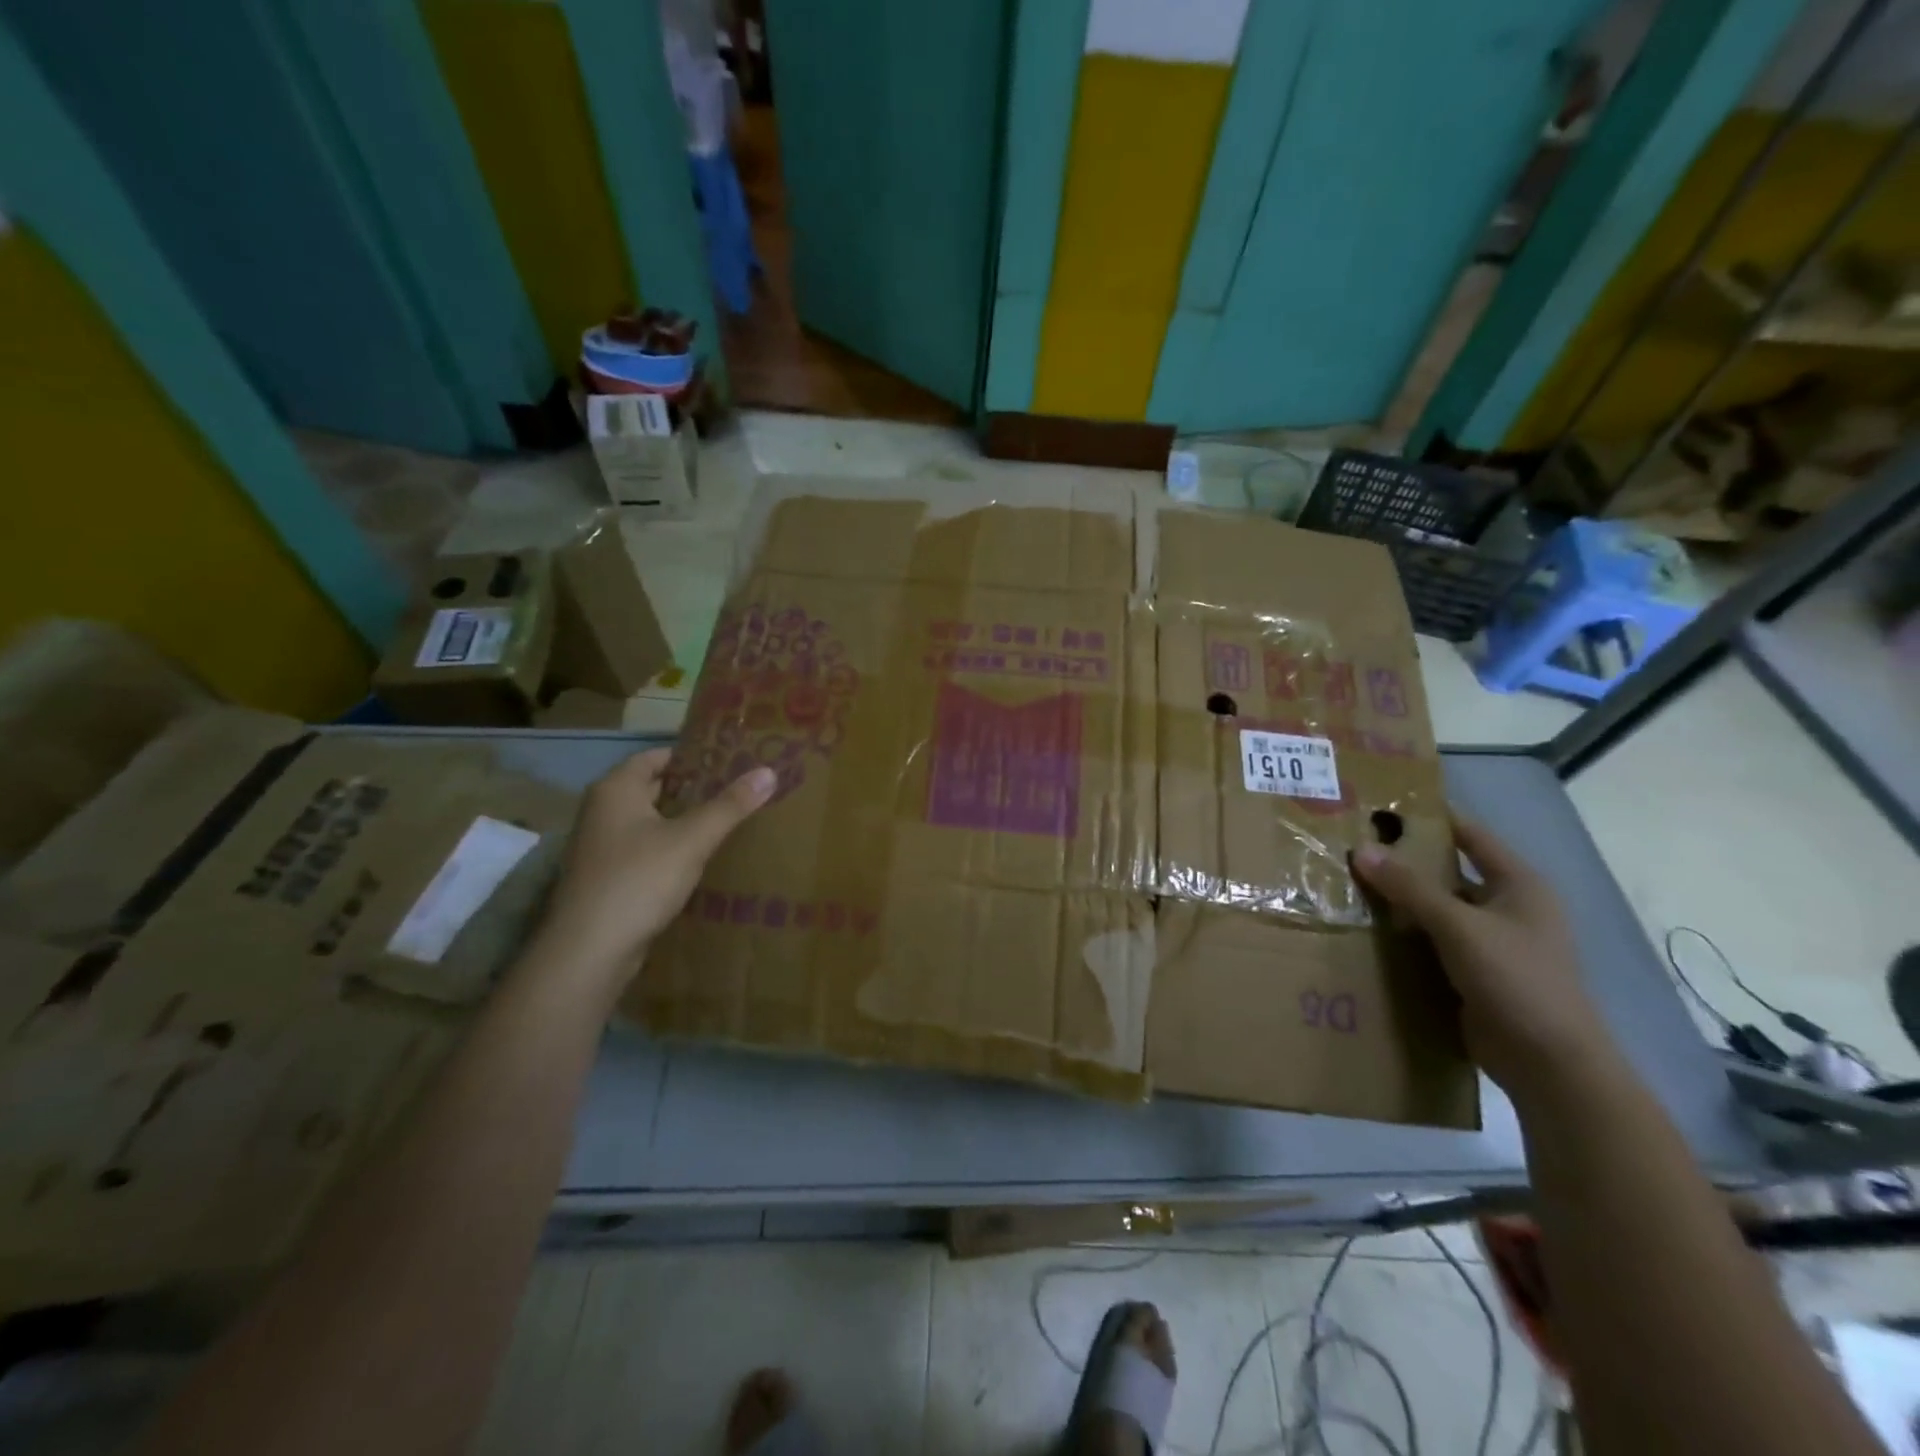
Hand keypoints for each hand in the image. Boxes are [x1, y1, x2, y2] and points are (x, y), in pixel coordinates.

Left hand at [535, 748, 774, 985]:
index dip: (692, 756)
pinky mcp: (606, 878)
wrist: (589, 951)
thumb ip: (729, 806)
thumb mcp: (692, 839)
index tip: (730, 760)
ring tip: (726, 820)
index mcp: (615, 790)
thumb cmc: (639, 880)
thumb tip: (769, 772)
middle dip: (692, 789)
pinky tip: (699, 859)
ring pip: (649, 822)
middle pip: (653, 788)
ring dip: (682, 821)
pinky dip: (670, 848)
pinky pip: (644, 850)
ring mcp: (601, 847)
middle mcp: (602, 811)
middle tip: (736, 789)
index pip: (656, 757)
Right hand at [1352, 813, 1621, 1104]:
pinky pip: (1434, 941)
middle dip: (1404, 862)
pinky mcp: (1475, 971)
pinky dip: (1406, 934)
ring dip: (1401, 901)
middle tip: (1353, 847)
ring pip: (1437, 909)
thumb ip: (1409, 887)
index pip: (1469, 835)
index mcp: (1519, 884)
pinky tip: (1368, 929)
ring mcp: (1492, 941)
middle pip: (1449, 872)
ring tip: (1349, 885)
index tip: (1381, 807)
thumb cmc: (1516, 979)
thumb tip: (1361, 849)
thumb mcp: (1458, 926)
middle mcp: (1508, 906)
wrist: (1548, 1062)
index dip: (1430, 819)